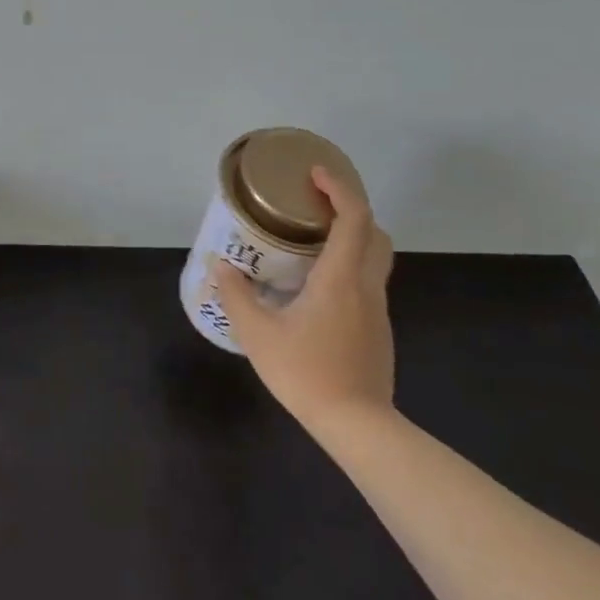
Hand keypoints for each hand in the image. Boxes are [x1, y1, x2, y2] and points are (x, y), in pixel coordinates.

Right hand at [210, 167, 395, 431]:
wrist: (357, 425)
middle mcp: (366, 286)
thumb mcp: (258, 334)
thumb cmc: (306, 373)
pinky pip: (367, 283)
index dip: (339, 188)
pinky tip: (318, 289)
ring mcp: (377, 310)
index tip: (315, 174)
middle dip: (350, 210)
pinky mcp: (378, 330)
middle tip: (315, 206)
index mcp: (340, 278)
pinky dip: (349, 268)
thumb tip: (220, 265)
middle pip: (375, 233)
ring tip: (312, 243)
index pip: (354, 217)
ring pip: (375, 259)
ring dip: (352, 239)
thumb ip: (237, 295)